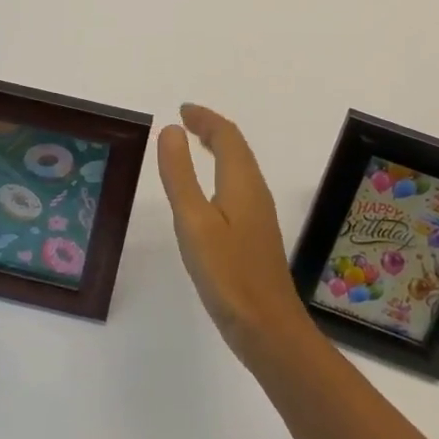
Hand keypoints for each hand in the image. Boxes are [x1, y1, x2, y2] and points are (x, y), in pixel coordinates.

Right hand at [158, 104, 314, 363]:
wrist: (267, 328)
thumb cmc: (228, 274)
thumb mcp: (193, 221)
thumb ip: (180, 175)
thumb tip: (171, 130)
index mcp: (242, 182)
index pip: (226, 136)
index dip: (205, 119)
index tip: (182, 110)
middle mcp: (255, 191)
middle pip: (236, 148)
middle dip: (212, 129)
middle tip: (186, 122)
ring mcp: (259, 215)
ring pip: (240, 167)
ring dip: (219, 149)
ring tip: (195, 145)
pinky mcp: (256, 235)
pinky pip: (239, 186)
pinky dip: (222, 172)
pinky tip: (210, 193)